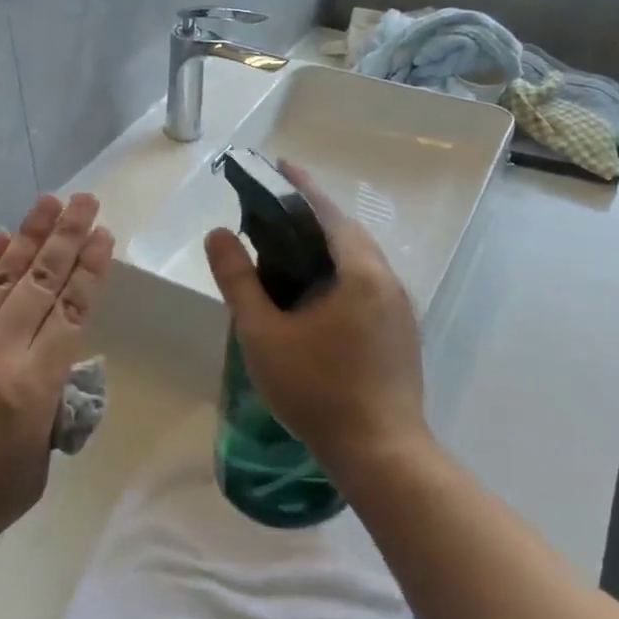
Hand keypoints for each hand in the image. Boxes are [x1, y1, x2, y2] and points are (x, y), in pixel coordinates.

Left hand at [0, 194, 112, 571]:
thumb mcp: (31, 477)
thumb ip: (49, 422)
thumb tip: (57, 383)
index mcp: (31, 386)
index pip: (69, 313)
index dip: (89, 271)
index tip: (103, 236)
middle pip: (40, 282)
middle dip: (67, 238)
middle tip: (86, 201)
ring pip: (3, 277)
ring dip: (29, 236)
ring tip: (49, 202)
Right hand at [203, 162, 427, 479]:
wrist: (381, 453)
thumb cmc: (317, 390)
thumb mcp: (264, 334)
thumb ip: (239, 281)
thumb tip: (218, 235)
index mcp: (360, 272)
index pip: (327, 213)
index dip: (300, 187)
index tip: (279, 165)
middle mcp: (387, 281)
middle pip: (347, 233)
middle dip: (312, 215)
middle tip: (273, 209)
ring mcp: (399, 309)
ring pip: (359, 261)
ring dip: (327, 245)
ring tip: (288, 247)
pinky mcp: (400, 333)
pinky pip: (365, 284)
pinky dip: (338, 272)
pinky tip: (314, 293)